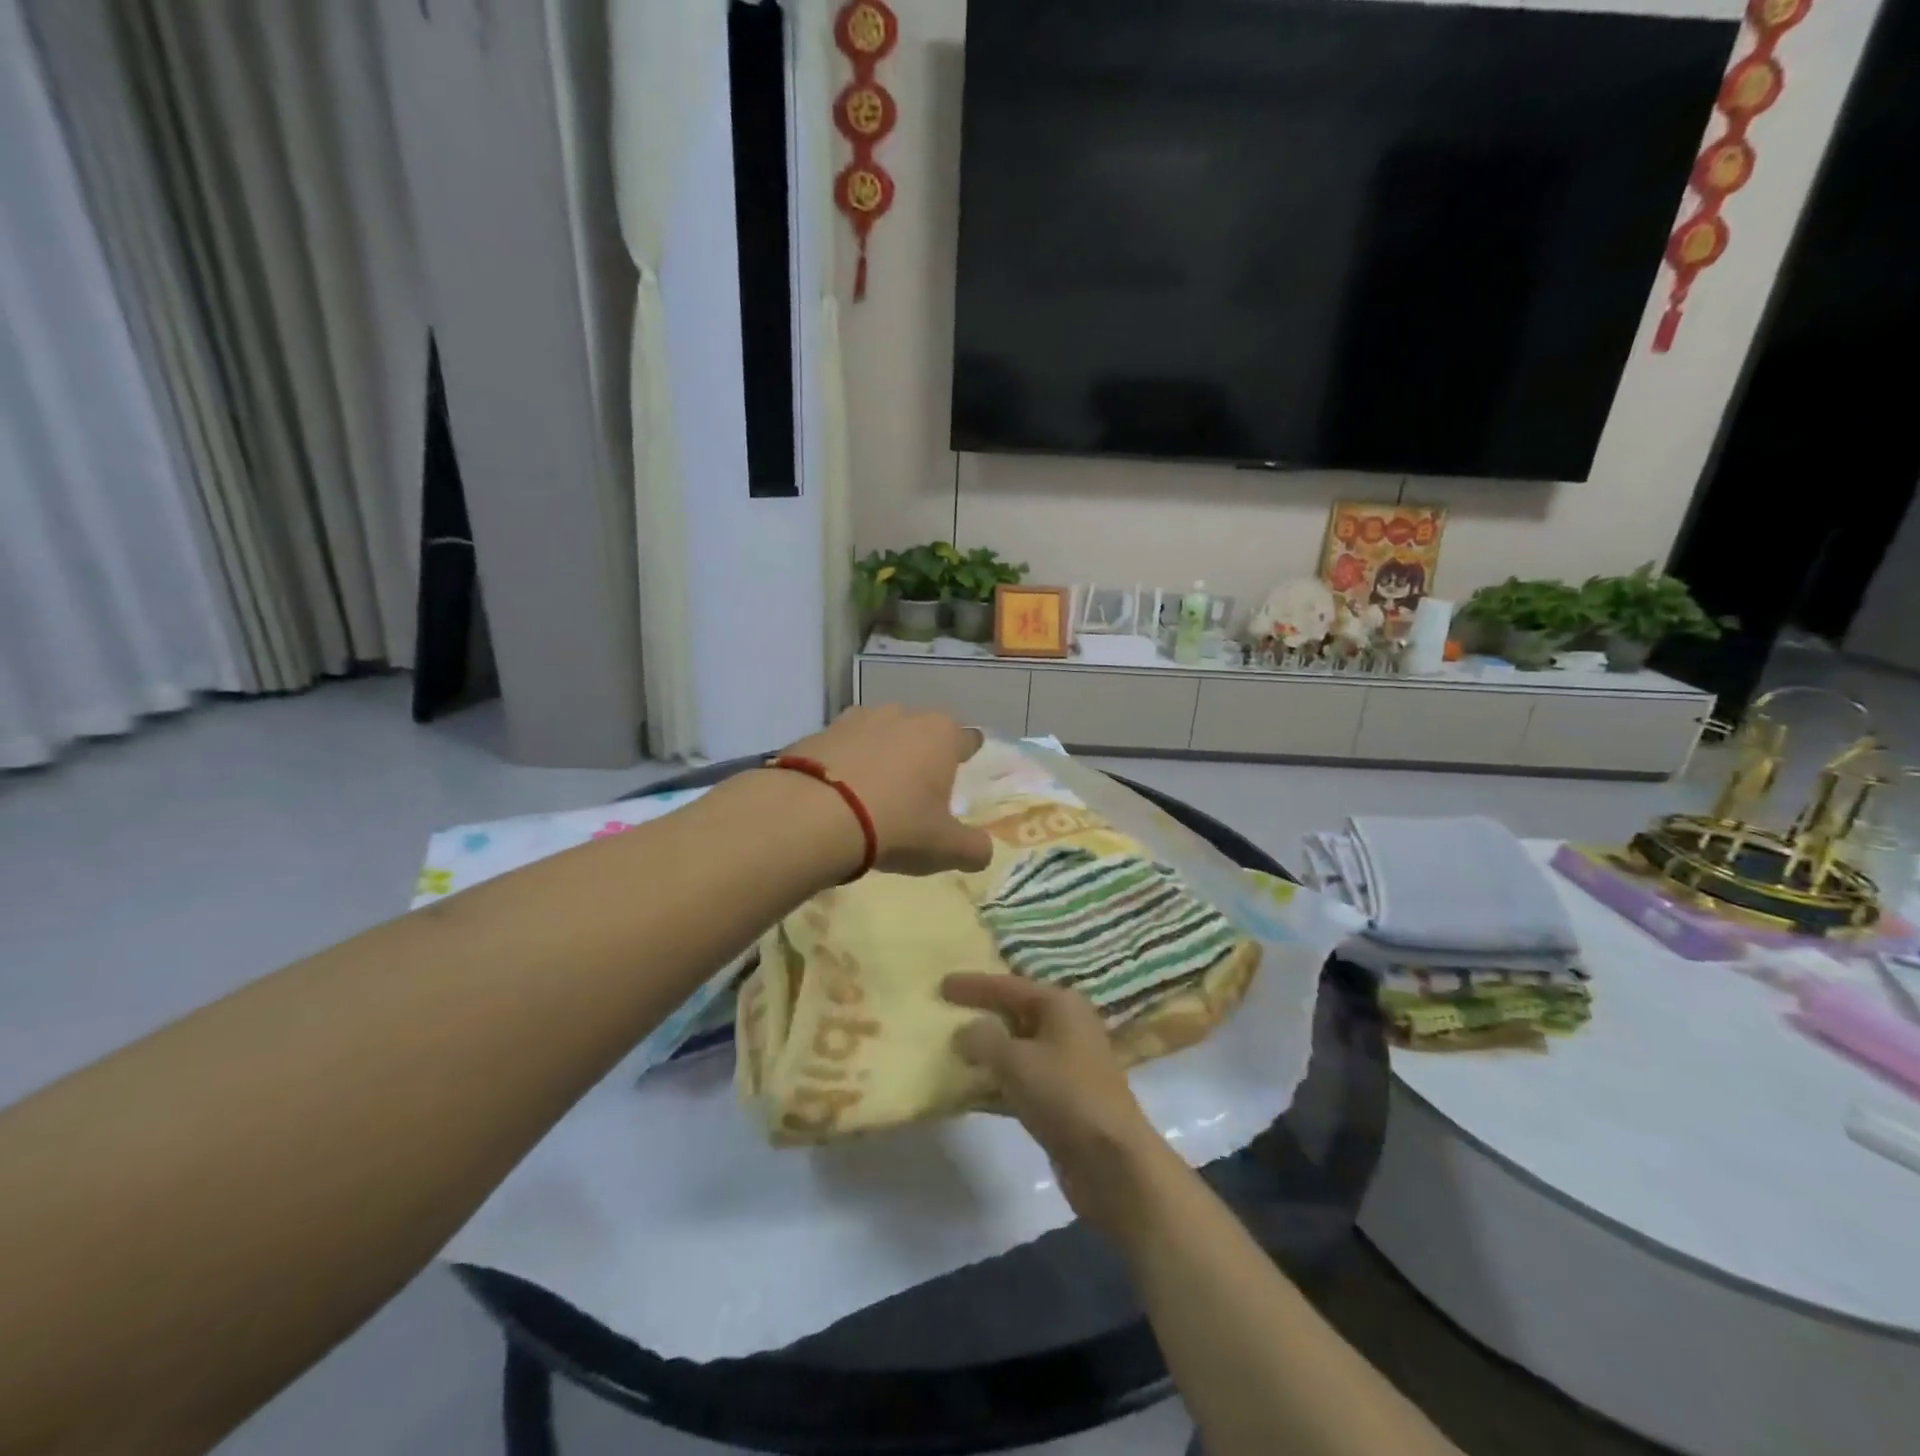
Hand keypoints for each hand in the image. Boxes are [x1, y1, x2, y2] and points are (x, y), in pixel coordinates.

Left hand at [778, 705, 992, 876]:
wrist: (813, 814)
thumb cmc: (896, 825)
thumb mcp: (944, 848)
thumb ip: (973, 849)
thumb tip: (983, 852)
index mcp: (941, 735)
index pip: (966, 739)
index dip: (966, 755)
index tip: (962, 769)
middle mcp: (902, 716)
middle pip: (921, 732)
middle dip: (920, 754)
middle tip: (916, 790)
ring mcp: (857, 719)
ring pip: (879, 734)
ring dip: (880, 755)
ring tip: (873, 792)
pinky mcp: (818, 732)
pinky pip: (842, 748)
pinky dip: (844, 764)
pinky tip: (837, 794)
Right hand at [943, 973, 1169, 1239]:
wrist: (1112, 1162)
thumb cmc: (1065, 1095)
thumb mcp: (1016, 1060)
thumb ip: (983, 1039)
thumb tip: (964, 1032)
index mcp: (1061, 1005)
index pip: (1009, 986)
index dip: (974, 985)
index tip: (941, 984)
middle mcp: (1067, 1026)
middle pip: (1015, 1012)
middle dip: (982, 1013)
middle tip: (946, 1012)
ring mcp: (1068, 1064)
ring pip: (1018, 1048)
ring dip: (987, 1051)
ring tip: (951, 1050)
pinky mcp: (1063, 1099)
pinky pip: (1022, 1080)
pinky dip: (997, 1082)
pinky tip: (970, 1091)